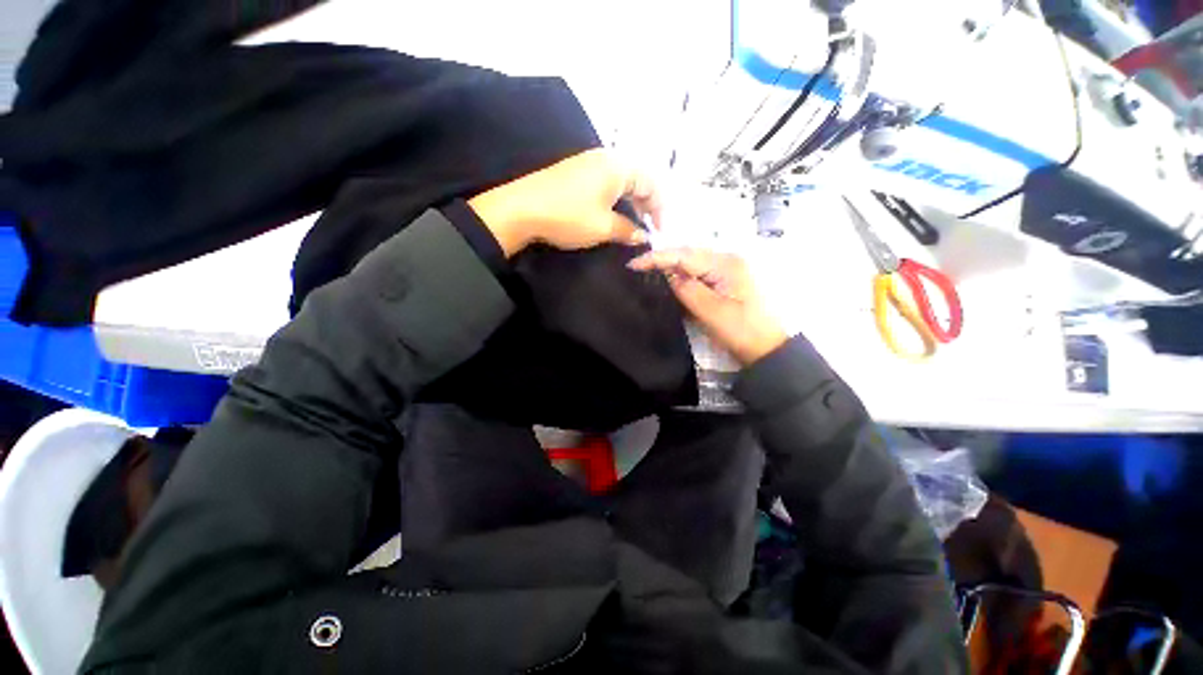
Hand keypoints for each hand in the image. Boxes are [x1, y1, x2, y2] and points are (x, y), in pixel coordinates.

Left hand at [467, 149, 660, 255]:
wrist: (521, 208)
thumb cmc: (569, 216)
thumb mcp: (603, 227)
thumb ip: (628, 231)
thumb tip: (643, 236)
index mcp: (618, 166)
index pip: (651, 183)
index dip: (659, 209)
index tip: (658, 231)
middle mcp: (606, 157)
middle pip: (637, 177)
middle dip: (646, 203)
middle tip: (647, 226)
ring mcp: (588, 162)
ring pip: (620, 179)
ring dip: (630, 200)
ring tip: (632, 221)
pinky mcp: (575, 170)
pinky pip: (605, 181)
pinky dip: (614, 197)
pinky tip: (611, 212)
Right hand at [628, 248, 787, 364]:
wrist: (768, 348)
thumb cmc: (741, 331)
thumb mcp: (711, 312)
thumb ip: (687, 289)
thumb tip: (668, 273)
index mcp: (726, 264)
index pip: (684, 255)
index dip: (657, 258)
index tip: (633, 264)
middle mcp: (728, 259)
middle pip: (689, 254)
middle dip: (663, 258)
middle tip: (638, 267)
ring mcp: (729, 269)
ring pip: (693, 262)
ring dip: (672, 266)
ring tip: (649, 270)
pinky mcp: (728, 280)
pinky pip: (701, 272)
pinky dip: (684, 275)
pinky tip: (672, 279)